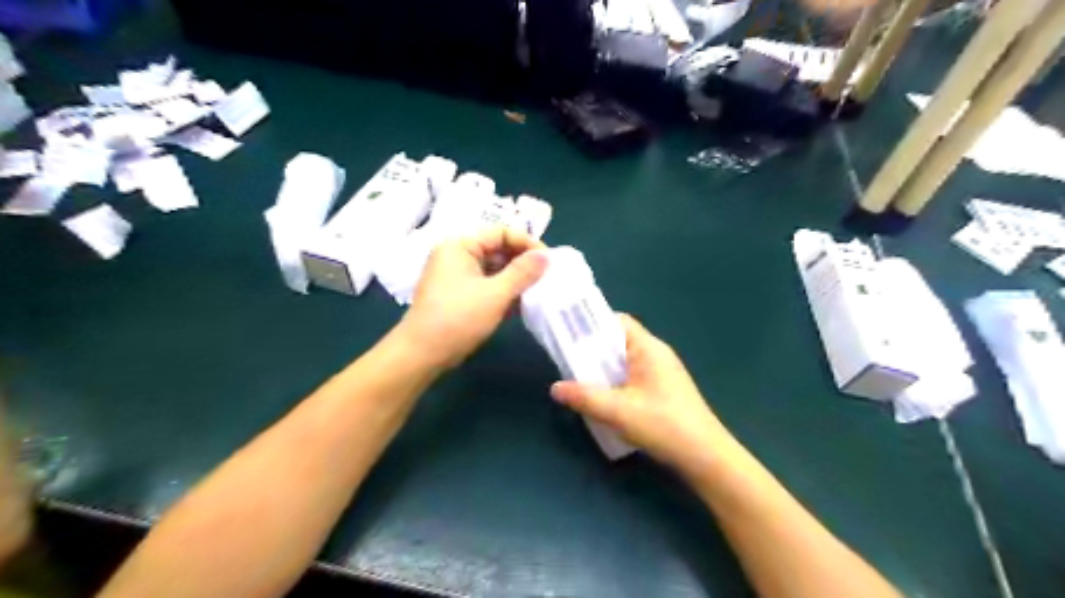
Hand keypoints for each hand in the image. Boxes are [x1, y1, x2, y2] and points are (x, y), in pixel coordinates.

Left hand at [400, 228, 548, 367]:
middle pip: (498, 250)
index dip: (527, 243)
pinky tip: (524, 304)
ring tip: (541, 291)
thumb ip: (523, 273)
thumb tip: (546, 256)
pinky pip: (487, 286)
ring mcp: (457, 277)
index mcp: (460, 246)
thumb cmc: (458, 318)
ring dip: (516, 280)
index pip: (501, 233)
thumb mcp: (495, 294)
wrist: (422, 354)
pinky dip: (504, 292)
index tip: (549, 261)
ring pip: (494, 270)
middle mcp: (457, 256)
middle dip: (523, 263)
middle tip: (548, 277)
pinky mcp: (460, 296)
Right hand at [549, 314, 734, 475]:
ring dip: (603, 368)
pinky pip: (632, 377)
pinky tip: (602, 398)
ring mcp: (661, 373)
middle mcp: (656, 354)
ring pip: (624, 362)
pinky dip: (615, 382)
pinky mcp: (663, 390)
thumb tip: (555, 388)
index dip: (592, 323)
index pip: (618, 322)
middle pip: (619, 341)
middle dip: (592, 349)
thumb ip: (584, 397)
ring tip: (577, 378)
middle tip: (566, 359)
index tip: (568, 333)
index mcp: (648, 348)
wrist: (705, 456)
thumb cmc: (663, 425)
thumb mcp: (617, 411)